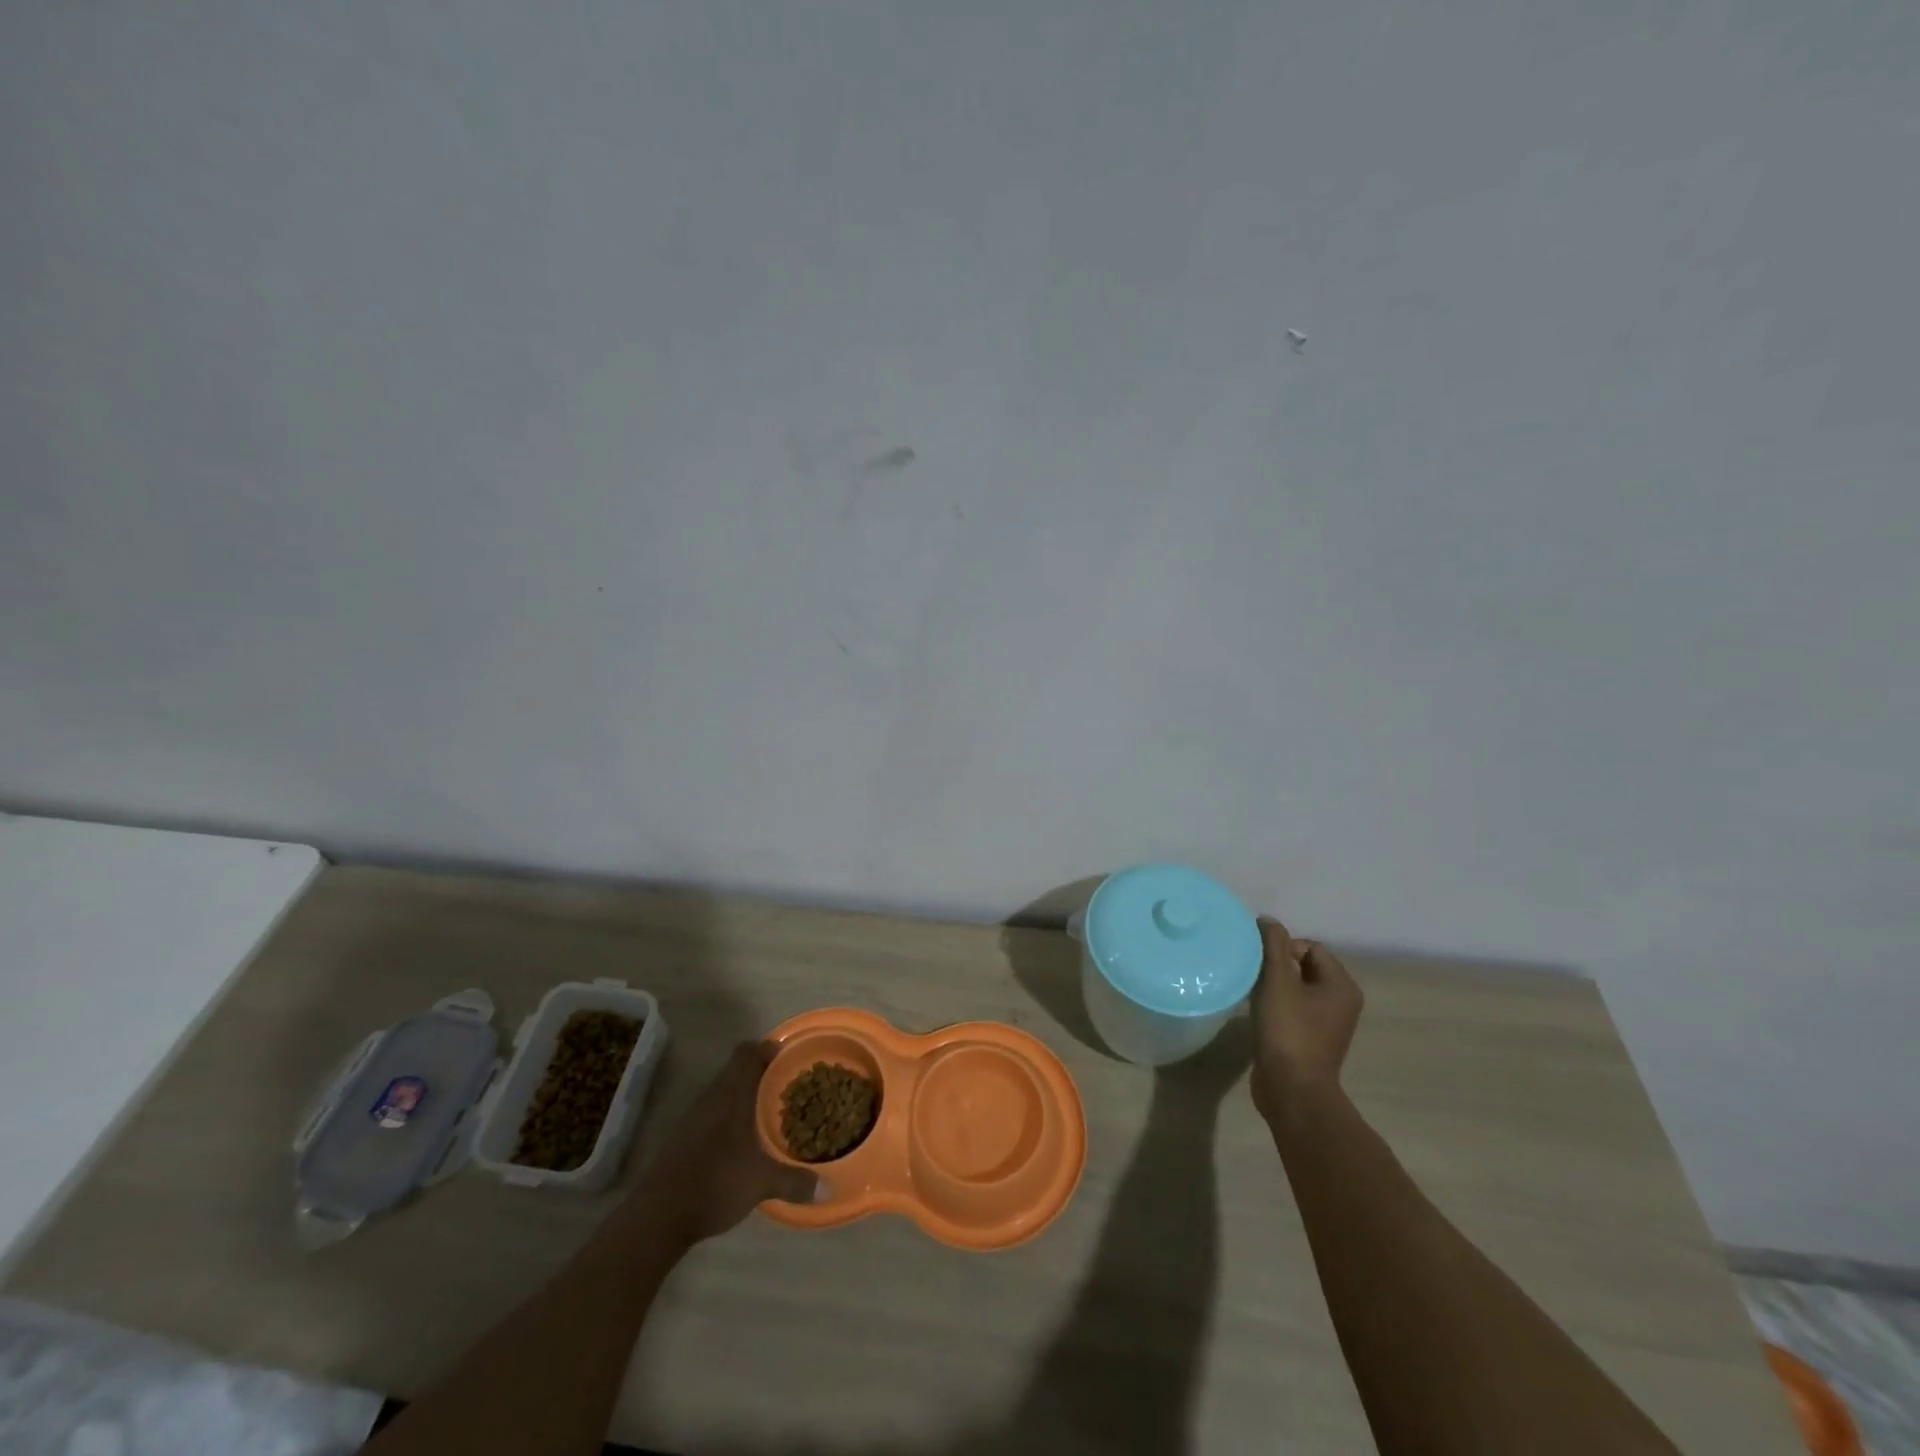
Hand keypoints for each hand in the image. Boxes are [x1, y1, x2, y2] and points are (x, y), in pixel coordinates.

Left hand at [640, 1042, 818, 1244]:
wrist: (658, 1216)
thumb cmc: (715, 1183)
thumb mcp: (761, 1183)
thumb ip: (794, 1181)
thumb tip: (827, 1189)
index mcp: (731, 1095)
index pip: (747, 1053)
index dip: (766, 1048)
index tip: (786, 1055)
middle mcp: (711, 1098)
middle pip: (735, 1070)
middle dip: (759, 1073)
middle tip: (784, 1085)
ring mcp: (692, 1118)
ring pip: (722, 1092)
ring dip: (742, 1095)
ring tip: (766, 1112)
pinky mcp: (681, 1138)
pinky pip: (711, 1112)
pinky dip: (727, 1116)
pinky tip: (740, 1141)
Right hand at [1249, 917, 1362, 1124]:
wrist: (1292, 1089)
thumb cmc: (1288, 1030)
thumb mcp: (1277, 980)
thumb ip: (1272, 944)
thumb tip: (1267, 920)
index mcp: (1342, 985)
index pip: (1310, 947)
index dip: (1282, 948)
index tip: (1261, 964)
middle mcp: (1341, 1002)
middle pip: (1303, 966)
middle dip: (1276, 966)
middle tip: (1254, 977)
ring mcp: (1328, 1023)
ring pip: (1296, 988)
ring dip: (1274, 986)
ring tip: (1253, 994)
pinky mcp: (1311, 1039)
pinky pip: (1293, 1009)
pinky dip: (1276, 1005)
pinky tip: (1258, 1013)